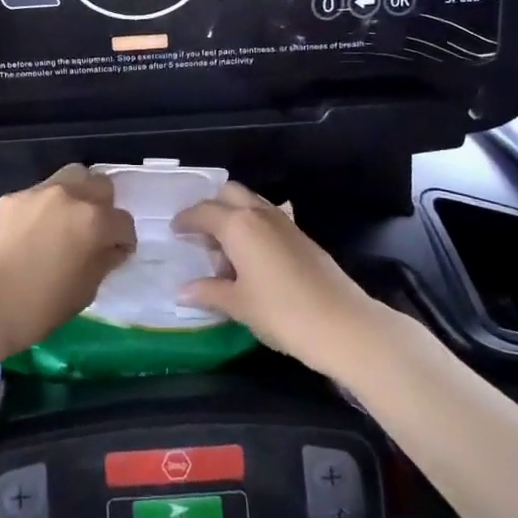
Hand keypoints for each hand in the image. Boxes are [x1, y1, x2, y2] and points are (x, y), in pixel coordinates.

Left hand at [0, 165, 135, 360]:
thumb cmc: (38, 309)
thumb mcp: (84, 292)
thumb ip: (104, 261)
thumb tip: (111, 247)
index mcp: (93, 221)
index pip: (124, 222)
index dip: (124, 241)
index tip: (116, 254)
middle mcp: (68, 196)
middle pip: (100, 185)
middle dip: (104, 207)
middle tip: (93, 232)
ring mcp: (36, 193)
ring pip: (69, 178)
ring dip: (76, 196)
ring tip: (64, 224)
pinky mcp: (10, 198)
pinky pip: (38, 195)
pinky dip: (43, 208)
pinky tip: (31, 234)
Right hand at [173, 183, 379, 377]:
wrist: (343, 323)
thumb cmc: (281, 312)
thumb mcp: (238, 305)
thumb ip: (208, 292)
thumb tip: (182, 291)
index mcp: (238, 225)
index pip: (203, 212)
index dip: (185, 220)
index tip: (174, 230)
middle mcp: (260, 214)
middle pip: (229, 194)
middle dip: (211, 208)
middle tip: (200, 237)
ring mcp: (284, 222)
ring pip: (250, 205)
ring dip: (233, 218)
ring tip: (224, 253)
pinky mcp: (301, 236)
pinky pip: (267, 220)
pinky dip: (252, 230)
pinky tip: (250, 261)